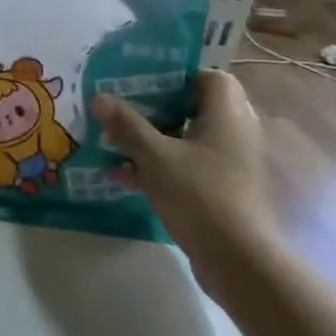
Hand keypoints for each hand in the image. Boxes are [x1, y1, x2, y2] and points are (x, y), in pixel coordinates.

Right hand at [91, 71, 276, 288]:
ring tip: (114, 141)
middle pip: (194, 108)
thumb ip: (126, 125)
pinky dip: (159, 166)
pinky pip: (187, 166)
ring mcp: (229, 164)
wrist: (237, 260)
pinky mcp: (221, 190)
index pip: (210, 77)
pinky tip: (122, 176)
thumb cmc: (199, 194)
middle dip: (156, 108)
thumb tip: (99, 96)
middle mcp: (234, 134)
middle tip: (122, 106)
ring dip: (152, 139)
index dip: (178, 74)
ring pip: (187, 139)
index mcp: (227, 115)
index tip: (143, 80)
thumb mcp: (154, 156)